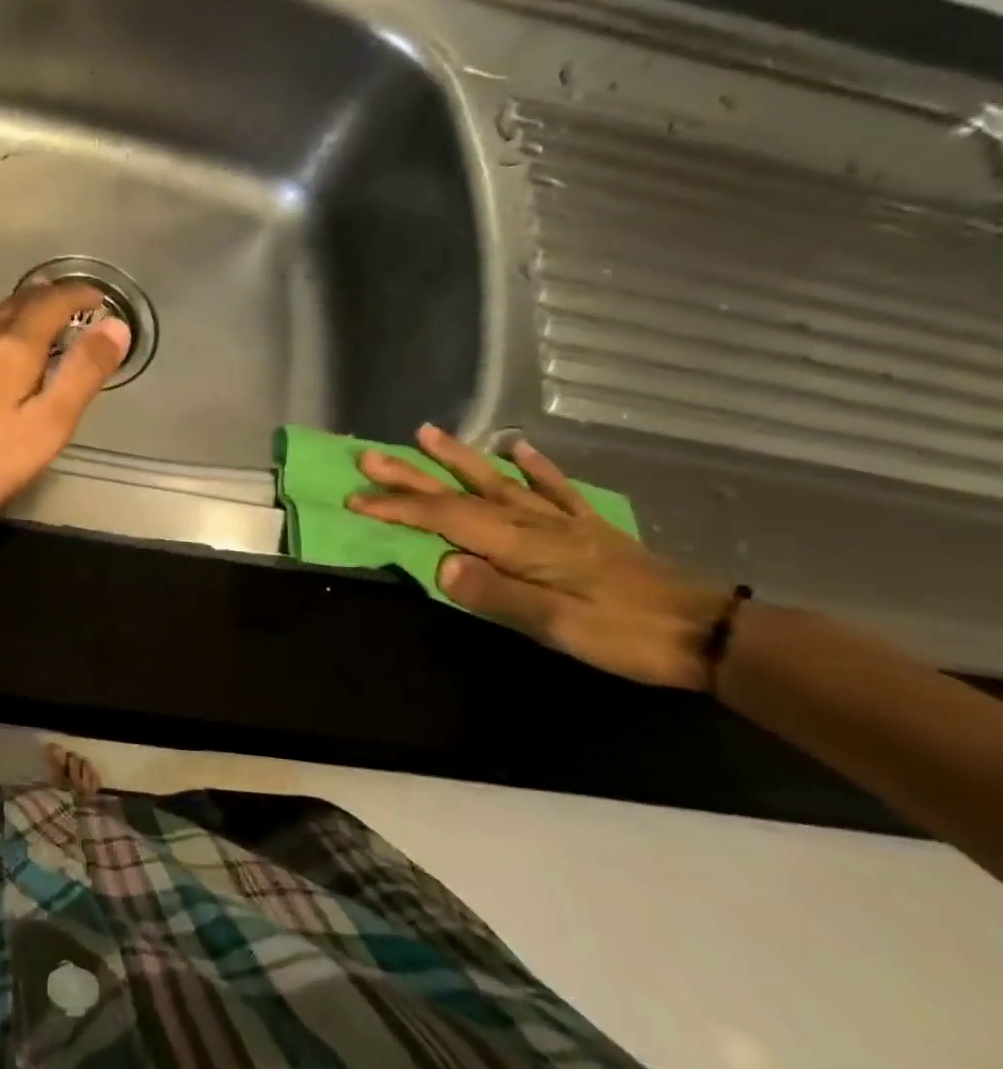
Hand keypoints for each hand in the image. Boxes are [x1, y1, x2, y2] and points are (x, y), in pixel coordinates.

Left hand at [0, 283, 129, 525]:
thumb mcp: (48, 423)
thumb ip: (83, 373)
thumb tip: (116, 327)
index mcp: (13, 344)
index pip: (53, 300)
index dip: (80, 295)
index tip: (99, 300)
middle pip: (21, 299)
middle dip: (53, 297)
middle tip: (77, 307)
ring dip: (25, 308)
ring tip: (45, 320)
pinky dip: (1, 325)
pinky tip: (2, 344)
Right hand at [349, 423, 730, 689]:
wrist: (711, 635)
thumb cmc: (627, 636)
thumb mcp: (557, 626)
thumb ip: (497, 594)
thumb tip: (439, 565)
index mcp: (521, 546)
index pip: (446, 519)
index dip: (398, 508)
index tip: (356, 499)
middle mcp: (534, 523)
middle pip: (462, 493)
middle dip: (412, 475)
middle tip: (370, 455)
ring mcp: (562, 521)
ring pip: (498, 482)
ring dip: (460, 458)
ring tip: (427, 433)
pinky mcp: (588, 529)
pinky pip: (555, 488)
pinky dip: (534, 466)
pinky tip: (518, 448)